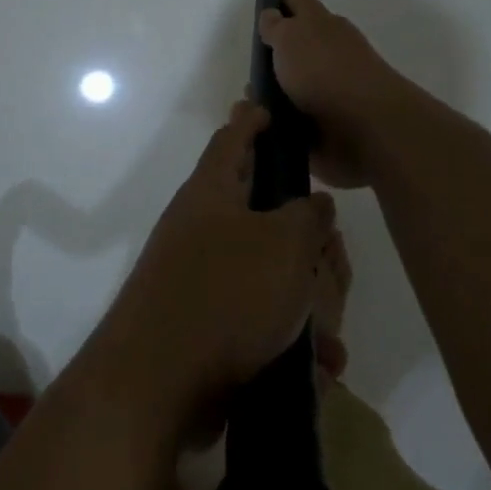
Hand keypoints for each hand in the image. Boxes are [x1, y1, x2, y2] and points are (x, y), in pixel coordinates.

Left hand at [96, 101, 336, 426]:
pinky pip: (257, 321)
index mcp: (211, 192)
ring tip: (333, 333)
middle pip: (258, 211)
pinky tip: (319, 368)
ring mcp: (198, 279)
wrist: (157, 384)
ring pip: (265, 273)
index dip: (250, 120)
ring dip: (303, 298)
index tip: (264, 105)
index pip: (231, 139)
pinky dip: (288, 339)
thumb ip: (308, 216)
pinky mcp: (204, 326)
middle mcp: (200, 229)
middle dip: (300, 232)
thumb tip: (314, 204)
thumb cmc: (226, 294)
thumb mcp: (285, 245)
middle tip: (331, 247)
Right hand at [258, 0, 406, 188]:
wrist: (365, 127)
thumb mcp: (291, 37)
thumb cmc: (324, 71)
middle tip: (253, 53)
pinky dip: (280, 120)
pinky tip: (261, 124)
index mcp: (322, 25)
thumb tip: (272, 15)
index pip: (300, 1)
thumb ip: (277, 26)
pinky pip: (295, 119)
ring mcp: (330, 90)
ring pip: (295, 84)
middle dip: (279, 48)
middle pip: (298, 45)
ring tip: (249, 98)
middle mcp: (328, 53)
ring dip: (275, 89)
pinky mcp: (326, 126)